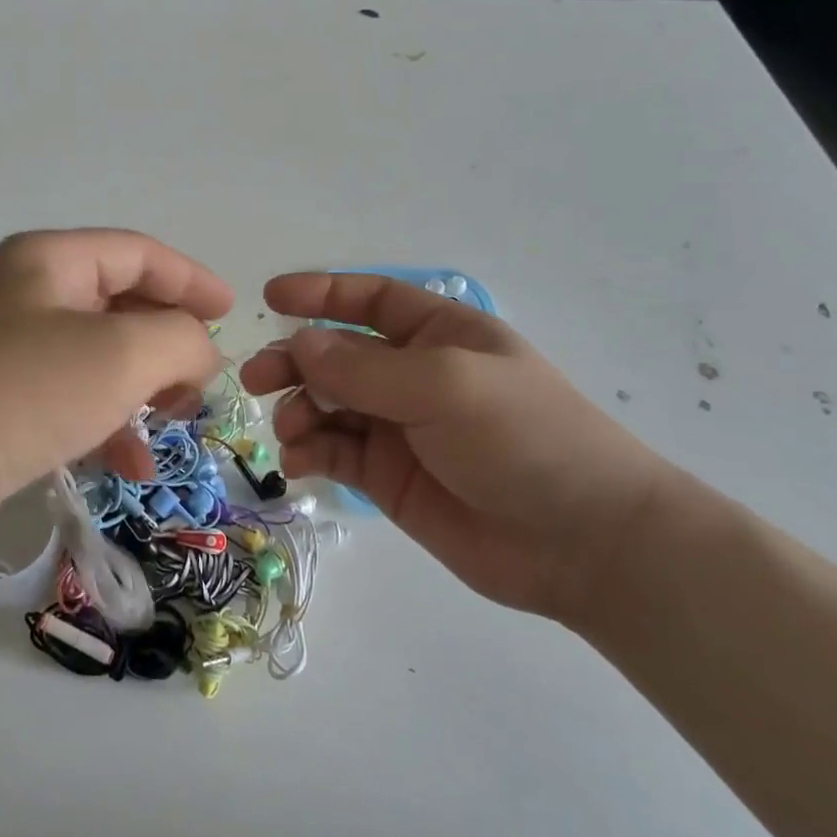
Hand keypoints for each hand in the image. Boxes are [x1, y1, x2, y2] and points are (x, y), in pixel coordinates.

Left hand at [0, 230, 232, 554]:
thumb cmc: (21, 392)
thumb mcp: (121, 355)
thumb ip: (181, 340)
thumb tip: (199, 351)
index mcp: (49, 262)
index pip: (137, 253)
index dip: (191, 279)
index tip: (231, 313)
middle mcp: (24, 296)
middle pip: (118, 306)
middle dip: (168, 343)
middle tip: (202, 381)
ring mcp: (5, 352)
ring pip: (97, 360)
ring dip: (142, 390)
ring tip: (175, 424)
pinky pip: (68, 402)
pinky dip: (104, 425)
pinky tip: (130, 466)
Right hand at [240, 273, 691, 621]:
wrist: (581, 542)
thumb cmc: (523, 439)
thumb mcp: (445, 386)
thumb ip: (365, 367)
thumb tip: (299, 344)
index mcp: (440, 334)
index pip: (371, 300)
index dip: (322, 294)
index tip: (271, 298)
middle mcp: (414, 375)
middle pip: (337, 354)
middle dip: (294, 361)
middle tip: (255, 379)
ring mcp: (399, 428)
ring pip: (327, 404)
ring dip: (299, 410)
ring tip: (292, 431)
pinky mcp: (387, 477)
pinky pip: (333, 452)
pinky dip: (309, 452)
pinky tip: (300, 462)